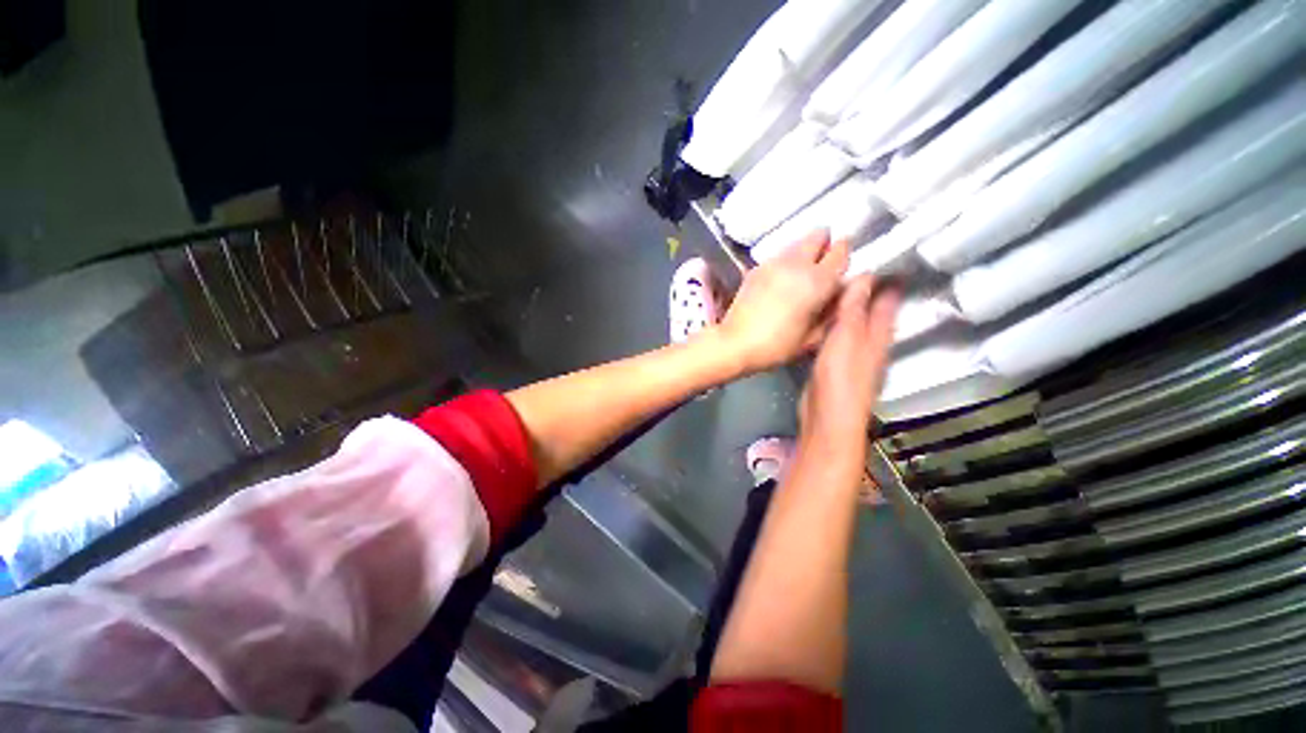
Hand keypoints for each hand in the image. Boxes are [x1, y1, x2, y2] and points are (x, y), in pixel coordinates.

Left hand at [717, 229, 848, 372]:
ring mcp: (774, 263)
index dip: (845, 257)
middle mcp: (797, 264)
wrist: (735, 342)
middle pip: (819, 235)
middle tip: (823, 264)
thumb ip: (835, 309)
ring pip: (797, 242)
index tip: (842, 267)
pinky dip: (786, 260)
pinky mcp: (756, 268)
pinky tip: (781, 280)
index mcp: (817, 281)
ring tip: (801, 273)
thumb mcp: (813, 336)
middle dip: (825, 244)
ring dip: (805, 250)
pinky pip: (779, 254)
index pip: (841, 251)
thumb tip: (848, 289)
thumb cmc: (776, 346)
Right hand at [801, 274, 899, 440]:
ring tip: (835, 286)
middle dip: (868, 290)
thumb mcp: (847, 337)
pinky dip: (831, 324)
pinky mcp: (833, 364)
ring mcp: (851, 354)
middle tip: (853, 265)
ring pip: (852, 323)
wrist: (828, 416)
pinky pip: (835, 336)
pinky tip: (821, 319)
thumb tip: (865, 276)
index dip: (889, 280)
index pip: (888, 300)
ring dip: (847, 307)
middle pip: (872, 311)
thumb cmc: (841, 376)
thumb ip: (853, 308)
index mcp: (878, 334)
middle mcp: (869, 342)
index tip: (887, 256)